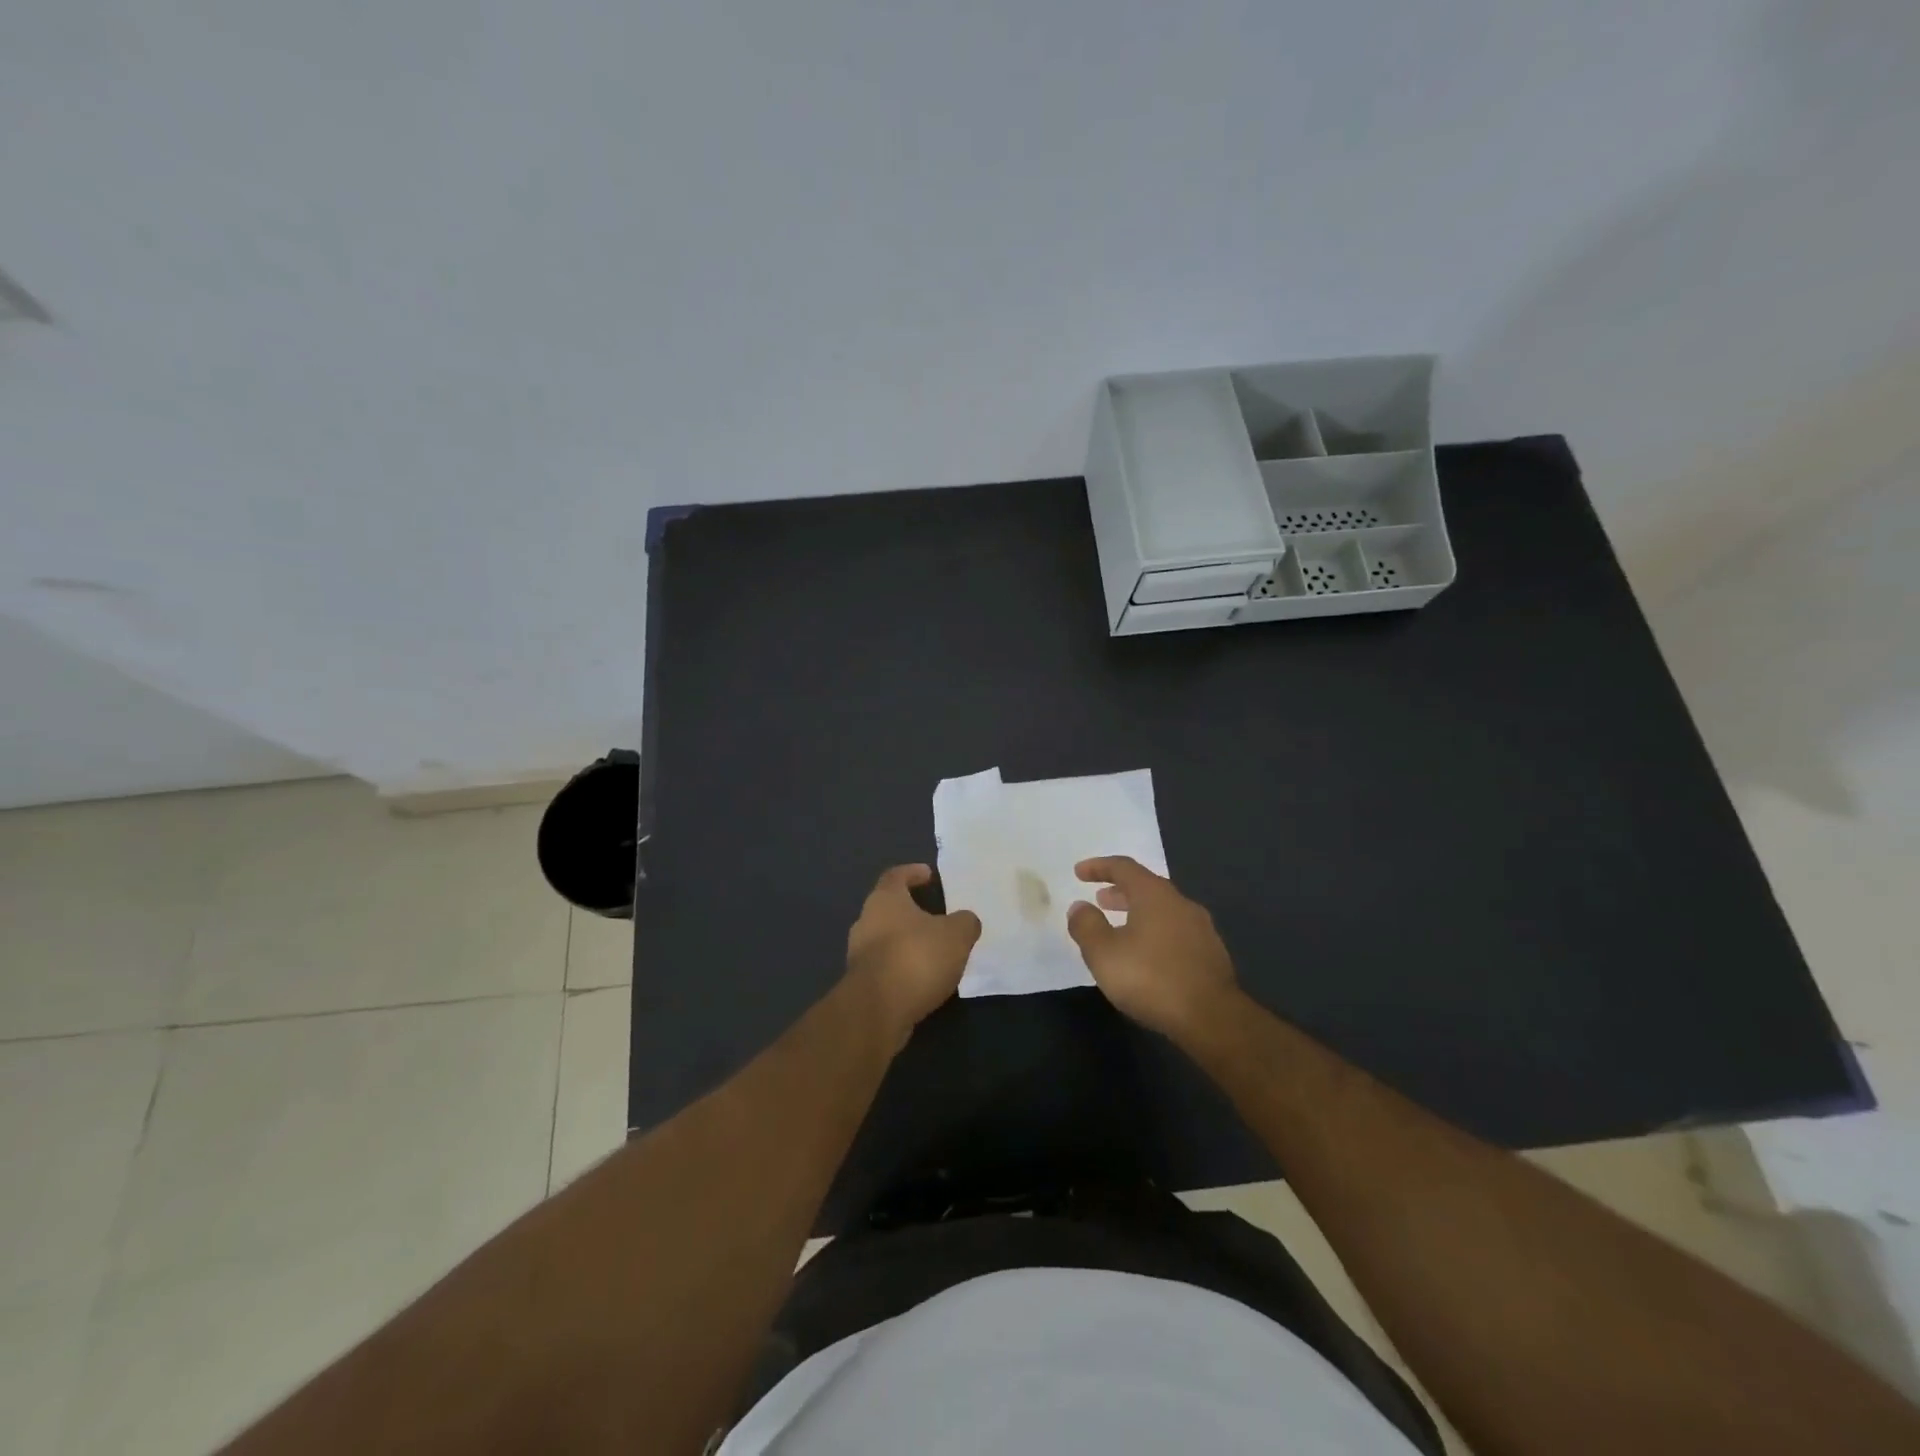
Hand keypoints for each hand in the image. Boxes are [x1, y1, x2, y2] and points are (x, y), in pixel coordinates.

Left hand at [844, 864, 981, 1049]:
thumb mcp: (956, 935)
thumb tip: (965, 921)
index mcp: (885, 900)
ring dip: (907, 942)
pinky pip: (885, 967)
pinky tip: (922, 979)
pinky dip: (902, 968)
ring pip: (886, 939)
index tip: (928, 874)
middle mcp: (866, 921)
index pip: (896, 875)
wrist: (877, 1010)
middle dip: (910, 911)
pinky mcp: (860, 984)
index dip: (912, 872)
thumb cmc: (916, 957)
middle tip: (936, 917)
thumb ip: (965, 922)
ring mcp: (859, 954)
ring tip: (934, 951)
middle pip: (888, 908)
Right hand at [1066, 856, 1239, 1040]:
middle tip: (1100, 900)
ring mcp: (1201, 928)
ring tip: (1121, 929)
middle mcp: (1181, 903)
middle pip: (1147, 886)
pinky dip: (1156, 932)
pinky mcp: (1211, 953)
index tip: (1079, 873)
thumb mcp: (1104, 953)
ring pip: (1164, 910)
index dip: (1099, 867)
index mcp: (1154, 895)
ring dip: (1139, 913)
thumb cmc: (1151, 978)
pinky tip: (1148, 955)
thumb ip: (1087, 926)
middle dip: (1120, 891)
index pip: (1124, 867)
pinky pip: (1176, 931)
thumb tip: (1079, 907)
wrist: (1212, 1018)